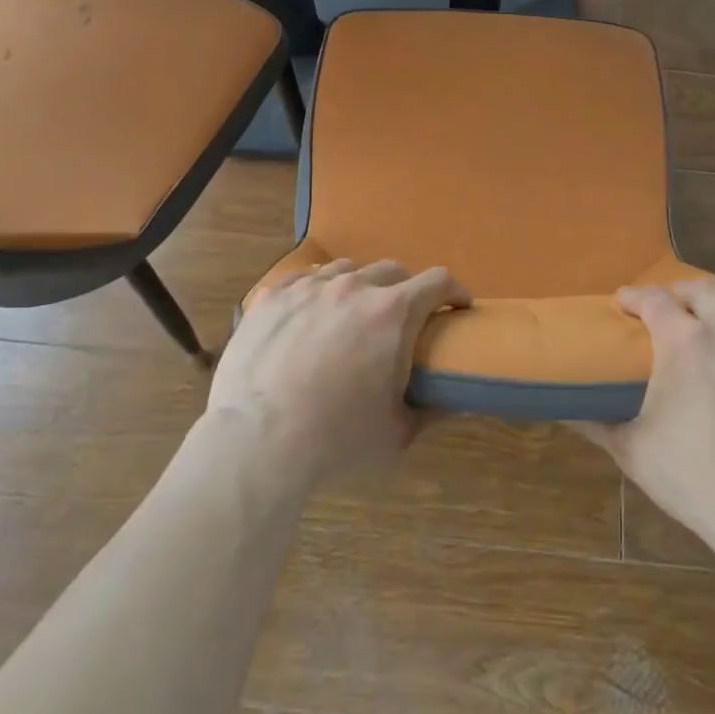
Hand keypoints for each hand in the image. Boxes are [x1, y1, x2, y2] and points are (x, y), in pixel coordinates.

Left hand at [210, 259, 472, 486]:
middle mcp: (354, 286)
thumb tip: (457, 400)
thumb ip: (433, 411)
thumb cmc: (336, 440)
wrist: (257, 443)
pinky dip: (316, 292)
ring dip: (359, 287)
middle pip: (392, 270)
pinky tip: (309, 316)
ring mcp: (309, 286)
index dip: (454, 291)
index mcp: (392, 312)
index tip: (457, 306)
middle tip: (400, 321)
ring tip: (350, 316)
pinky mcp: (272, 296)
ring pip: (346, 270)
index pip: (438, 281)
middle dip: (405, 290)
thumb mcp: (397, 434)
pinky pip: (303, 279)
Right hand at [574, 279, 714, 547]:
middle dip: (682, 292)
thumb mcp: (633, 450)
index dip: (635, 297)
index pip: (653, 299)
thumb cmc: (695, 478)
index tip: (625, 304)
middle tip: (673, 308)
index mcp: (684, 341)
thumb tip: (563, 410)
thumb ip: (596, 422)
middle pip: (704, 289)